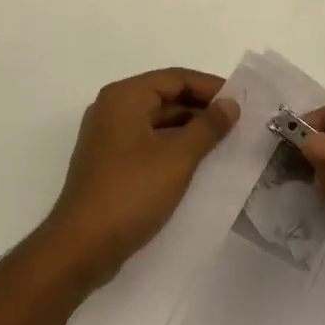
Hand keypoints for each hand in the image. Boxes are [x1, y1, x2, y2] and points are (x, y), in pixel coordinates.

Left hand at [41, 68, 239, 291]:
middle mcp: (113, 109)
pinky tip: (198, 162)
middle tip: (238, 122)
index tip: (242, 101)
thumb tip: (231, 103)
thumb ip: (208, 127)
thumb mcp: (177, 157)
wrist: (82, 246)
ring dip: (190, 129)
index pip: (176, 78)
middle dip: (202, 108)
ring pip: (158, 121)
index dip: (210, 87)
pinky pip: (148, 142)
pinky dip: (173, 146)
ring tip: (225, 142)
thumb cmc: (131, 193)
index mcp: (125, 97)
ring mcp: (109, 137)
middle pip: (165, 96)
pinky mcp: (110, 162)